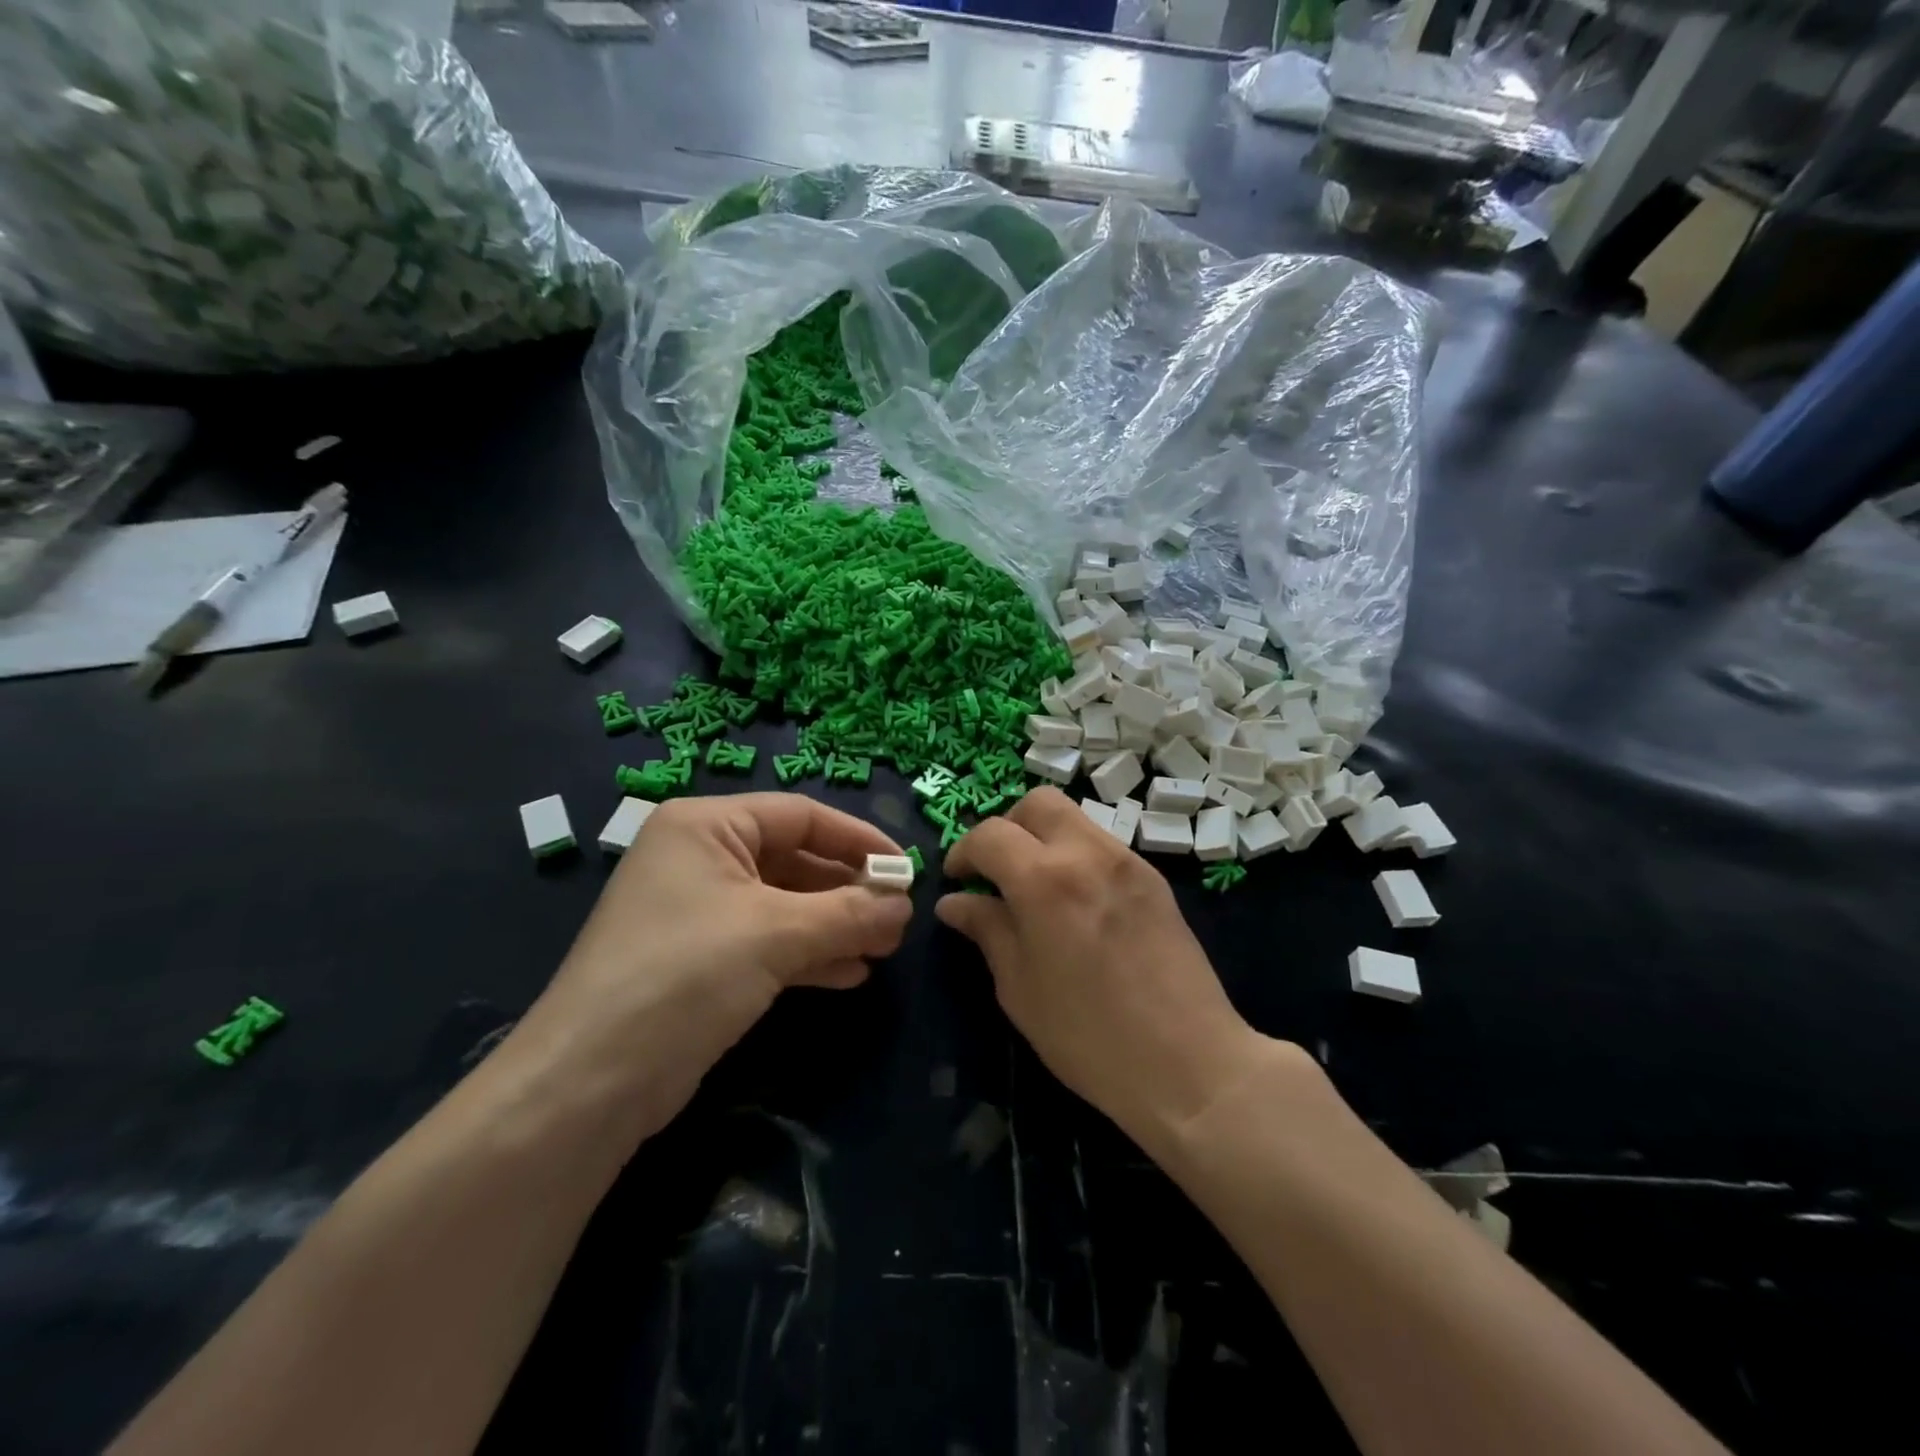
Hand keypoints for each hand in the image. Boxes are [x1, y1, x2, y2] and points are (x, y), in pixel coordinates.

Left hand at [513, 793, 912, 1137]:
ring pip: (786, 905)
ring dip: (836, 925)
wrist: (590, 1082)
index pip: (800, 815)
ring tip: (884, 949)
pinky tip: (850, 975)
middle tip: (898, 918)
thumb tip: (906, 906)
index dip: (858, 839)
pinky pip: (769, 942)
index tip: (906, 869)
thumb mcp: (775, 934)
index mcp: (707, 826)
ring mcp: (700, 911)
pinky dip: (810, 954)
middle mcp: (701, 858)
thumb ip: (849, 914)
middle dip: (849, 890)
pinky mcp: (702, 961)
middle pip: (795, 860)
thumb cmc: (685, 975)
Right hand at [935, 788, 1279, 1148]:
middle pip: (1038, 803)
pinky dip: (1077, 857)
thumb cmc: (1088, 1036)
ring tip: (1036, 889)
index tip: (957, 881)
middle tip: (997, 871)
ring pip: (1074, 819)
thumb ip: (987, 931)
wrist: (1189, 1063)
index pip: (990, 835)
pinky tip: (1076, 905)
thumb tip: (954, 902)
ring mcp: (1128, 862)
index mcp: (1045, 880)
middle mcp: (1088, 854)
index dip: (963, 852)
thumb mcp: (1020, 988)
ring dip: (1044, 839)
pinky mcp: (1154, 879)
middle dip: (1007, 827)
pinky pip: (1103, 846)